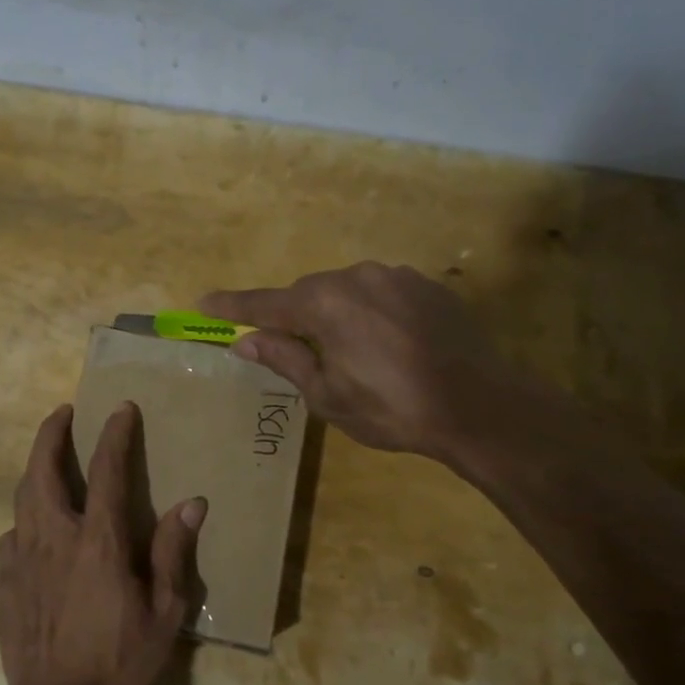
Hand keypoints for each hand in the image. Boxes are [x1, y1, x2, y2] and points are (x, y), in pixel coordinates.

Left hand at [0, 402, 205, 684]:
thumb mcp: (164, 613)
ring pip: (22, 497)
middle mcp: (54, 537)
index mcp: (98, 541)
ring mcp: (22, 558)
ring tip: (47, 459)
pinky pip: (12, 536)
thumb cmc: (119, 660)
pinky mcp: (4, 581)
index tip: (121, 408)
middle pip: (43, 470)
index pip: (107, 471)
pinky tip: (33, 529)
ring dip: (35, 469)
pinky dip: (24, 519)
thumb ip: (173, 553)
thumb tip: (192, 503)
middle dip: (51, 434)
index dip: (115, 435)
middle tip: (62, 413)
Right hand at [202, 261, 558, 467]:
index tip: (204, 302)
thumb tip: (246, 341)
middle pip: (308, 295)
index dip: (233, 306)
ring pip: (346, 291)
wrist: (479, 406)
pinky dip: (368, 313)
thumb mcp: (328, 395)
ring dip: (334, 315)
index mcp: (325, 304)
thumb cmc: (392, 408)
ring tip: (347, 354)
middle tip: (289, 349)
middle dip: (293, 318)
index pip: (265, 303)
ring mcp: (396, 277)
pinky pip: (380, 293)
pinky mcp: (426, 286)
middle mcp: (356, 277)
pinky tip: (385, 344)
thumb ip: (285, 359)